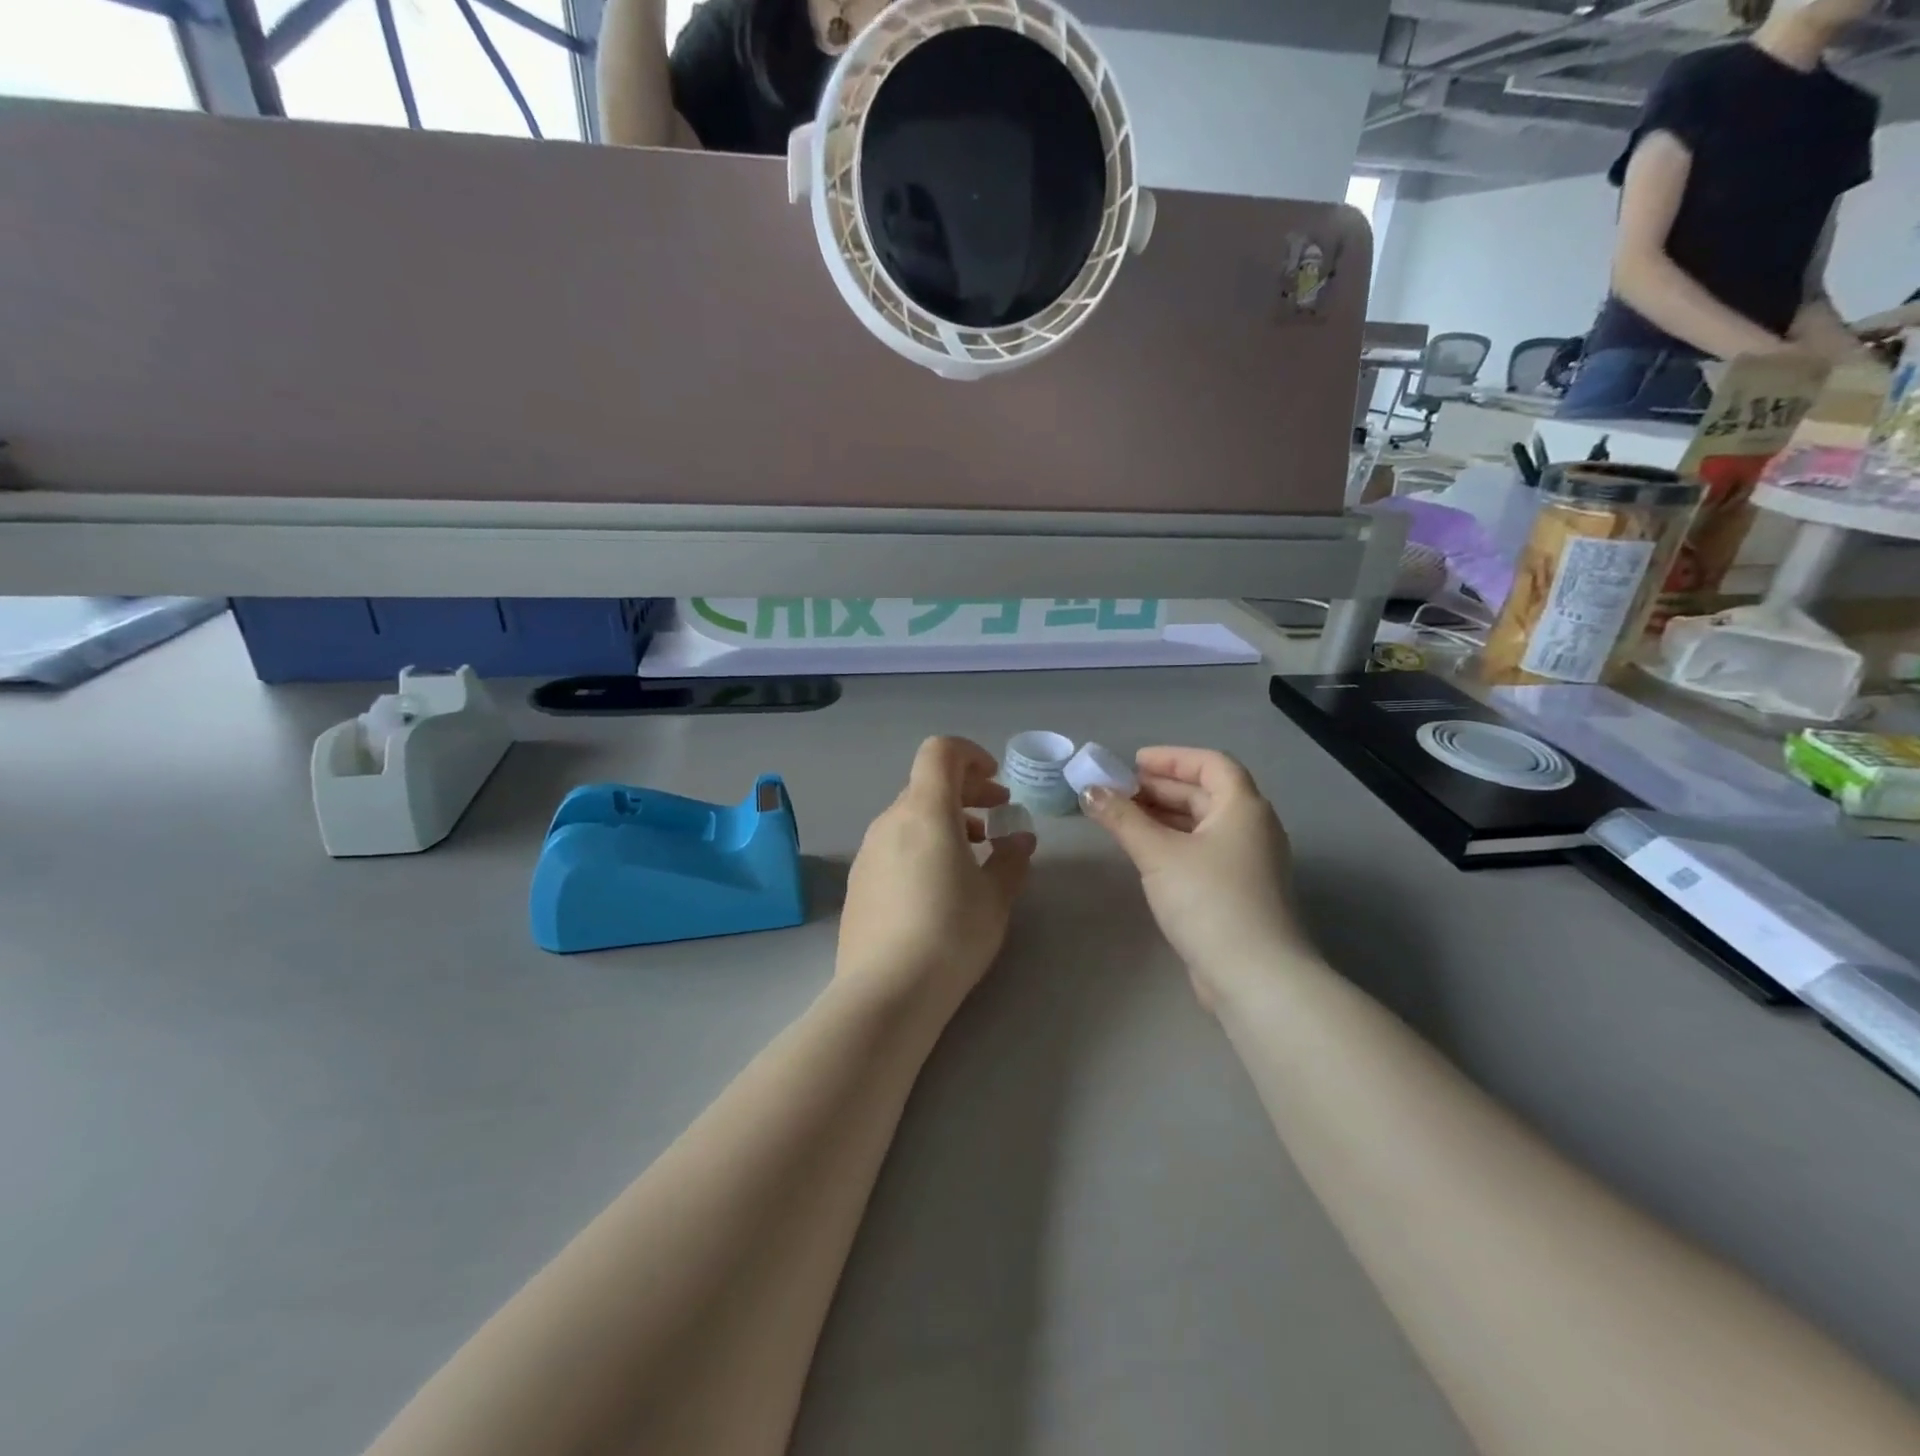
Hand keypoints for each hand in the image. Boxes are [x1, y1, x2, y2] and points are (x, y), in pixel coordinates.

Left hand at [836, 737, 1036, 1019]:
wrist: (886, 992)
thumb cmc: (951, 933)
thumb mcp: (996, 897)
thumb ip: (1011, 858)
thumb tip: (1020, 838)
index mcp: (925, 811)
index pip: (940, 752)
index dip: (971, 755)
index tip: (996, 781)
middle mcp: (890, 821)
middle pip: (927, 784)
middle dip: (966, 791)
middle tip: (998, 814)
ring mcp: (868, 852)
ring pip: (910, 816)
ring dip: (945, 820)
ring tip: (974, 853)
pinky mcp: (858, 882)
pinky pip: (894, 845)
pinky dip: (922, 845)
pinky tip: (939, 885)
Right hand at [1082, 747, 1311, 1011]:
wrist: (1255, 976)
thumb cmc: (1209, 900)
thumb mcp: (1159, 853)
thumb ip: (1122, 818)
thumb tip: (1089, 791)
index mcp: (1243, 808)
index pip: (1211, 764)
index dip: (1172, 758)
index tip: (1132, 763)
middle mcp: (1252, 828)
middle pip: (1205, 793)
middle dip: (1159, 789)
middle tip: (1116, 791)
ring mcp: (1247, 863)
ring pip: (1202, 825)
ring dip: (1163, 816)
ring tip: (1121, 818)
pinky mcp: (1237, 892)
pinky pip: (1201, 851)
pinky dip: (1172, 843)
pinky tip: (1143, 853)